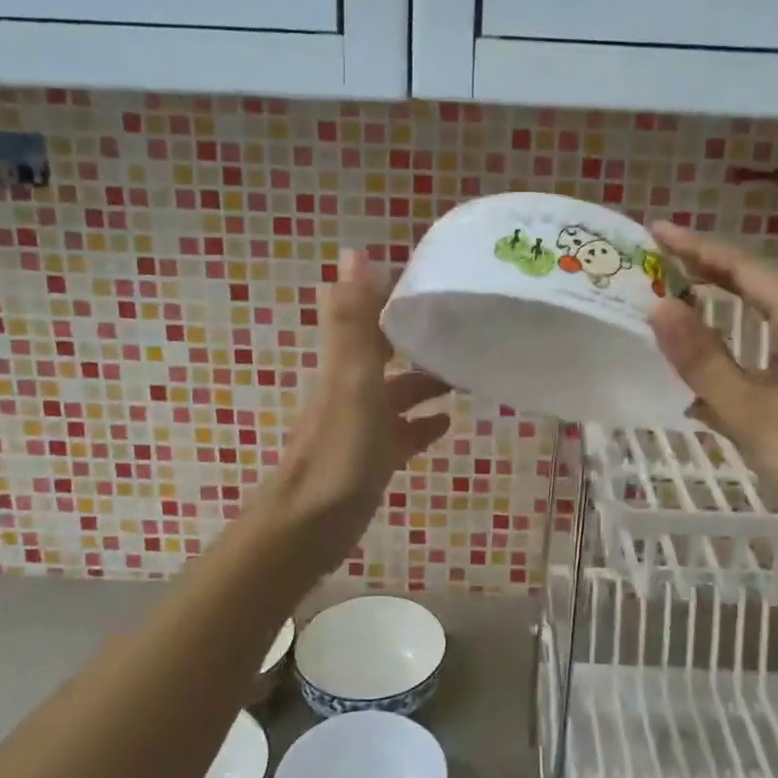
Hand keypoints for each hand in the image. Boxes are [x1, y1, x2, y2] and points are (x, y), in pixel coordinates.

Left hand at [258, 250, 451, 577]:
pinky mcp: (372, 459)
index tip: (433, 282)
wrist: (311, 525)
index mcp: (346, 365)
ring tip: (466, 375)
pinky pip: (402, 434)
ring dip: (426, 381)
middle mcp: (351, 388)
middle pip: (386, 354)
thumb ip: (354, 320)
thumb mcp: (351, 379)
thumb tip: (353, 252)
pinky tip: (447, 424)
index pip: (369, 317)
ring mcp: (362, 426)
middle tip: (463, 330)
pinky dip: (423, 425)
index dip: (394, 297)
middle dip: (418, 339)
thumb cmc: (339, 449)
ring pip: (398, 394)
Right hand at [647, 223, 777, 576]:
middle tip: (659, 267)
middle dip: (708, 277)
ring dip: (719, 323)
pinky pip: (769, 371)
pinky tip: (704, 393)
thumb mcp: (758, 416)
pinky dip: (733, 369)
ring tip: (673, 318)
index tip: (656, 231)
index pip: (747, 270)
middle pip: (758, 294)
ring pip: (763, 335)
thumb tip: (658, 305)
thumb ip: (705, 362)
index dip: (700, 247)